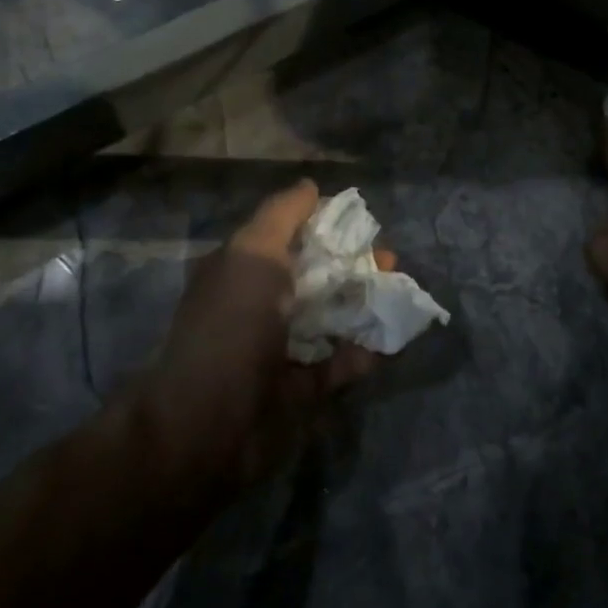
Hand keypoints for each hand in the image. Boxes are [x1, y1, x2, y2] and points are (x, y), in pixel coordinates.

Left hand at [148, 180, 383, 489]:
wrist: (209, 421)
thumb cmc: (232, 323)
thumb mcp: (252, 252)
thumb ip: (282, 215)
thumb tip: (310, 186)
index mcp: (242, 270)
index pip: (290, 236)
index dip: (326, 225)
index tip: (362, 223)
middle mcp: (260, 306)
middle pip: (317, 276)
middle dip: (355, 265)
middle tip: (389, 262)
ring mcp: (279, 350)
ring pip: (332, 319)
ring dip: (365, 306)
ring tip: (398, 296)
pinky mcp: (299, 390)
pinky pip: (338, 365)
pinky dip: (362, 353)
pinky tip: (387, 340)